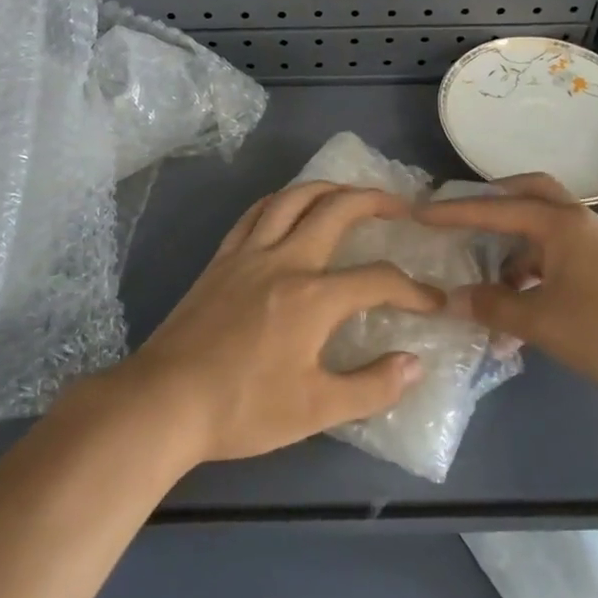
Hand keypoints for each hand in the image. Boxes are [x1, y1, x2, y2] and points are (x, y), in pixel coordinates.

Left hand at [117, 183, 440, 462]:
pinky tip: (289, 206)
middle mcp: (285, 261)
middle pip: (337, 210)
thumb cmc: (243, 409)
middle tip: (401, 206)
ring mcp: (248, 254)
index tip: (433, 302)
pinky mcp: (221, 259)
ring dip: (328, 188)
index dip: (413, 289)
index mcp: (314, 298)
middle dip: (375, 201)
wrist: (165, 402)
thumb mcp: (316, 409)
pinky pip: (255, 213)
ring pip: (293, 199)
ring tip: (350, 193)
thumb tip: (415, 363)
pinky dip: (281, 200)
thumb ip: (372, 386)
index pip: (378, 279)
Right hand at [417, 173, 597, 411]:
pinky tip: (529, 312)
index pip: (495, 209)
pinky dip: (539, 276)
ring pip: (548, 234)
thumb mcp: (544, 323)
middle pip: (532, 195)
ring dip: (516, 253)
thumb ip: (494, 308)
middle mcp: (581, 224)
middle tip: (464, 220)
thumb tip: (453, 298)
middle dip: (495, 202)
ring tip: (492, 291)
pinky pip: (565, 260)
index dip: (454, 212)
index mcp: (560, 225)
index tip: (419, 213)